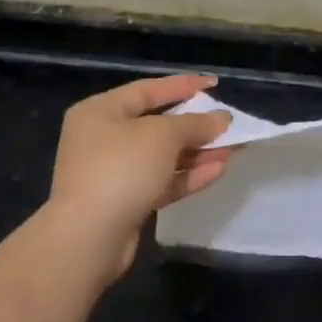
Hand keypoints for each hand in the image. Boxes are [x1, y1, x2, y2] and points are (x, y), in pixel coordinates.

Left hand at [44, 74, 232, 280]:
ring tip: (233, 148)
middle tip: (227, 122)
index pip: (147, 90)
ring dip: (197, 152)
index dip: (182, 86)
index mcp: (100, 112)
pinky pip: (161, 181)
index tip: (214, 84)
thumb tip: (222, 118)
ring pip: (162, 156)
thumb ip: (195, 123)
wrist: (88, 237)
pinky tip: (218, 170)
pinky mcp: (126, 202)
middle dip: (195, 125)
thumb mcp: (162, 136)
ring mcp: (113, 173)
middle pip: (156, 125)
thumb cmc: (121, 168)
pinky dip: (188, 175)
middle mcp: (102, 139)